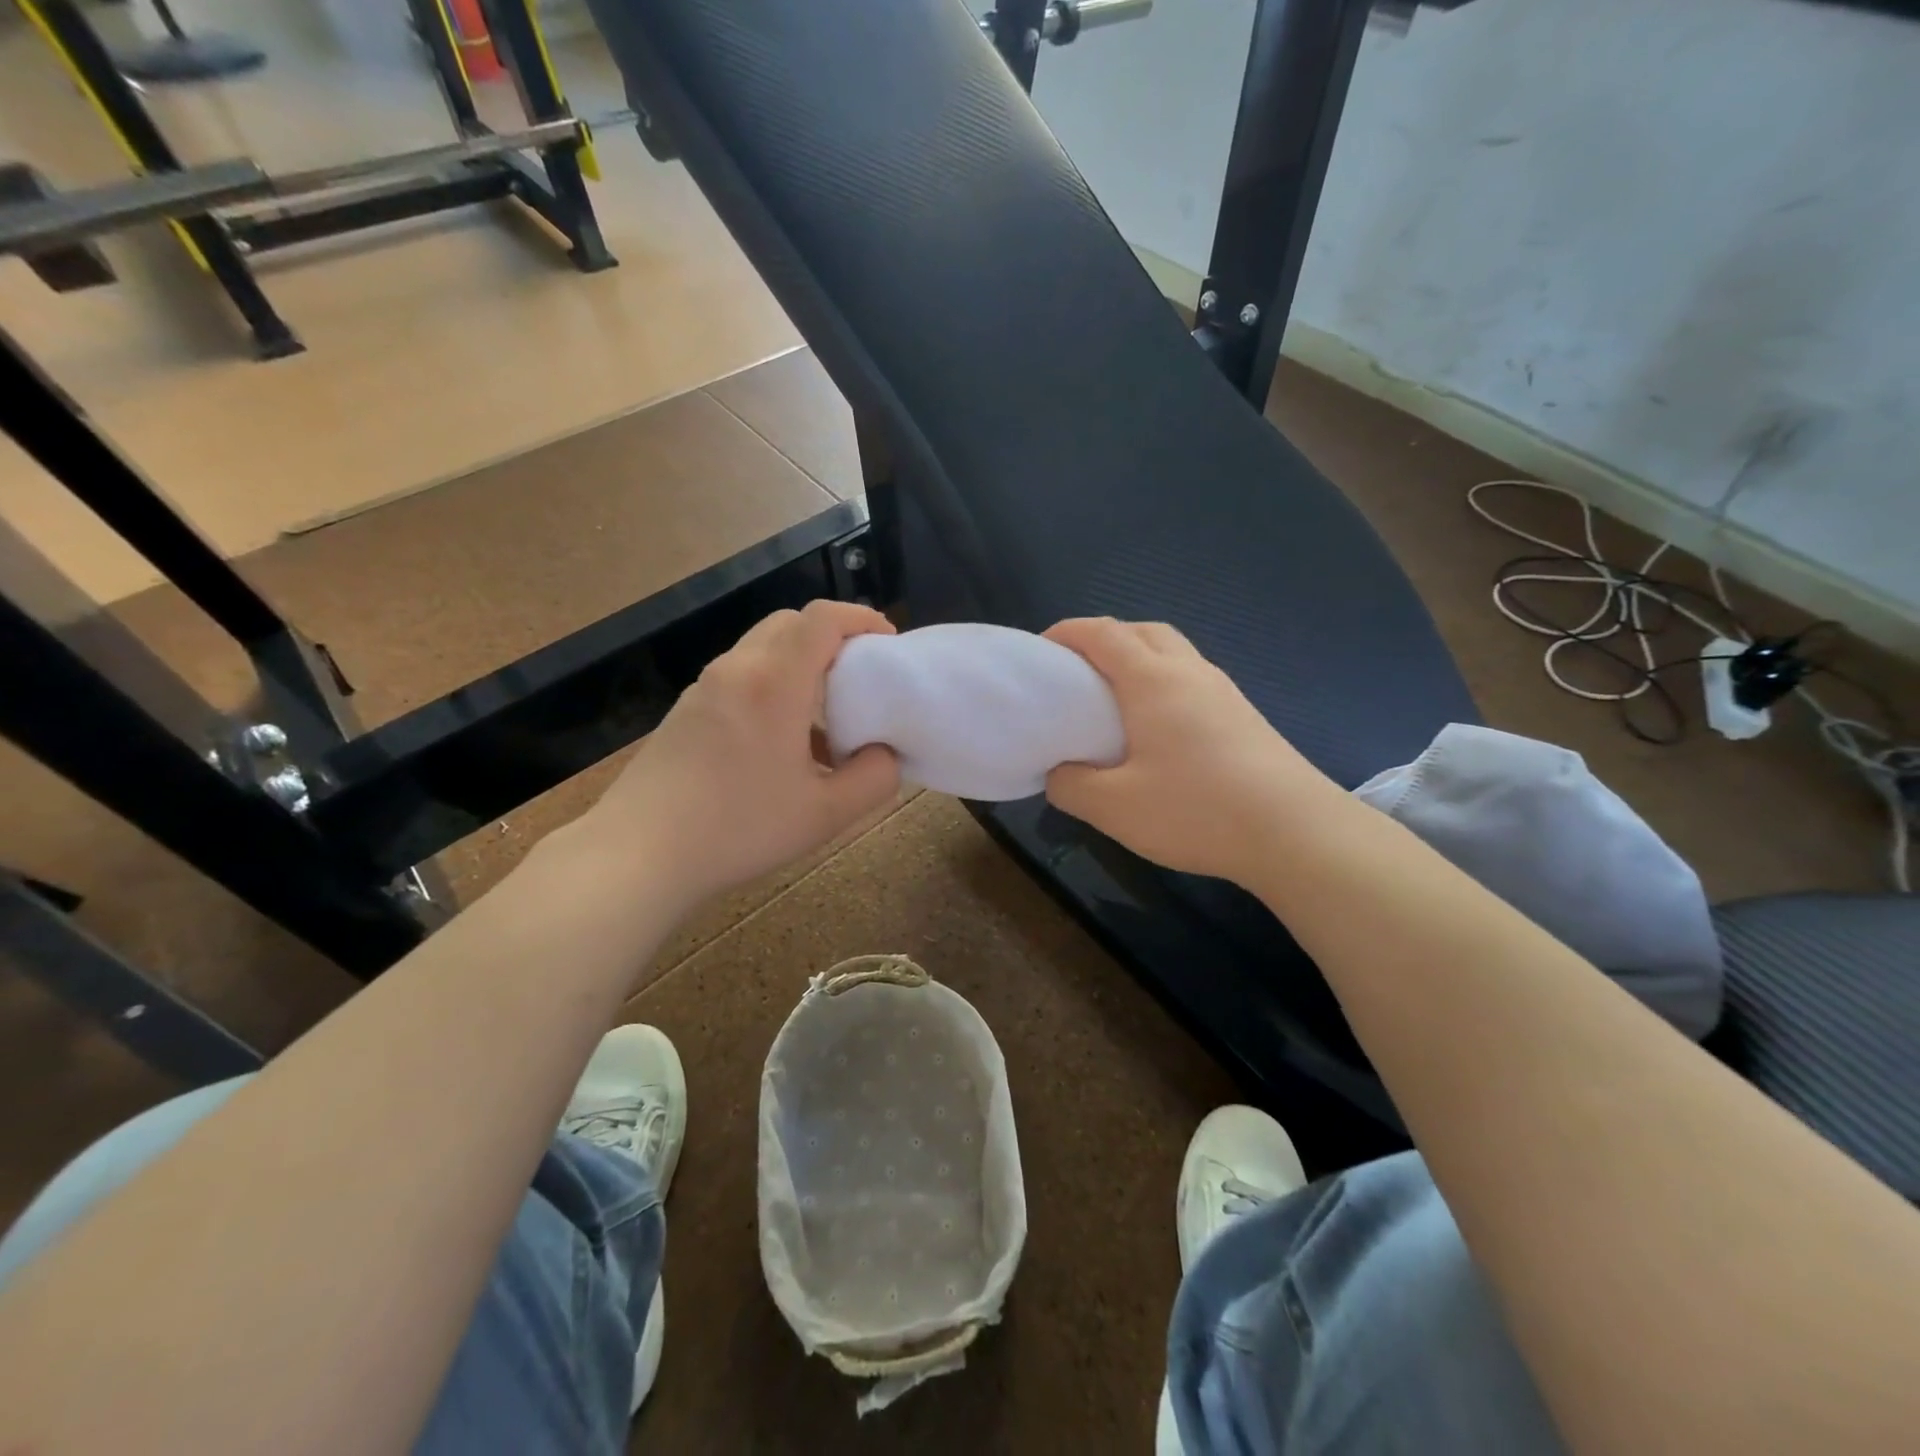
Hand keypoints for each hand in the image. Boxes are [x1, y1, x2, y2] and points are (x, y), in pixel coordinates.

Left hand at [585, 600, 900, 903]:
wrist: (638, 854)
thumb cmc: (739, 829)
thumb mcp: (826, 814)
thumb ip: (874, 778)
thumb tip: (884, 754)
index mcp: (774, 682)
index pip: (822, 619)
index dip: (862, 619)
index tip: (887, 644)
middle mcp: (737, 669)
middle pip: (790, 623)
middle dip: (832, 637)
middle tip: (859, 677)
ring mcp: (704, 688)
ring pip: (762, 649)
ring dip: (800, 664)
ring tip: (824, 717)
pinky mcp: (685, 711)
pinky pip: (740, 678)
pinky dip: (772, 686)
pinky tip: (781, 744)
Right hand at [1043, 618, 1337, 883]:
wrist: (1295, 832)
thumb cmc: (1196, 810)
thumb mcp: (1113, 807)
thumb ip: (1071, 786)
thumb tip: (1059, 773)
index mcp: (1153, 681)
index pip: (1102, 634)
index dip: (1067, 633)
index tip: (1040, 651)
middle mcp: (1190, 672)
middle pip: (1142, 631)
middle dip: (1104, 639)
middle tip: (1077, 672)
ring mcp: (1223, 692)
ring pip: (1173, 653)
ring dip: (1138, 658)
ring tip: (1114, 700)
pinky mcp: (1244, 716)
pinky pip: (1192, 680)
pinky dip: (1163, 684)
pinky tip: (1158, 729)